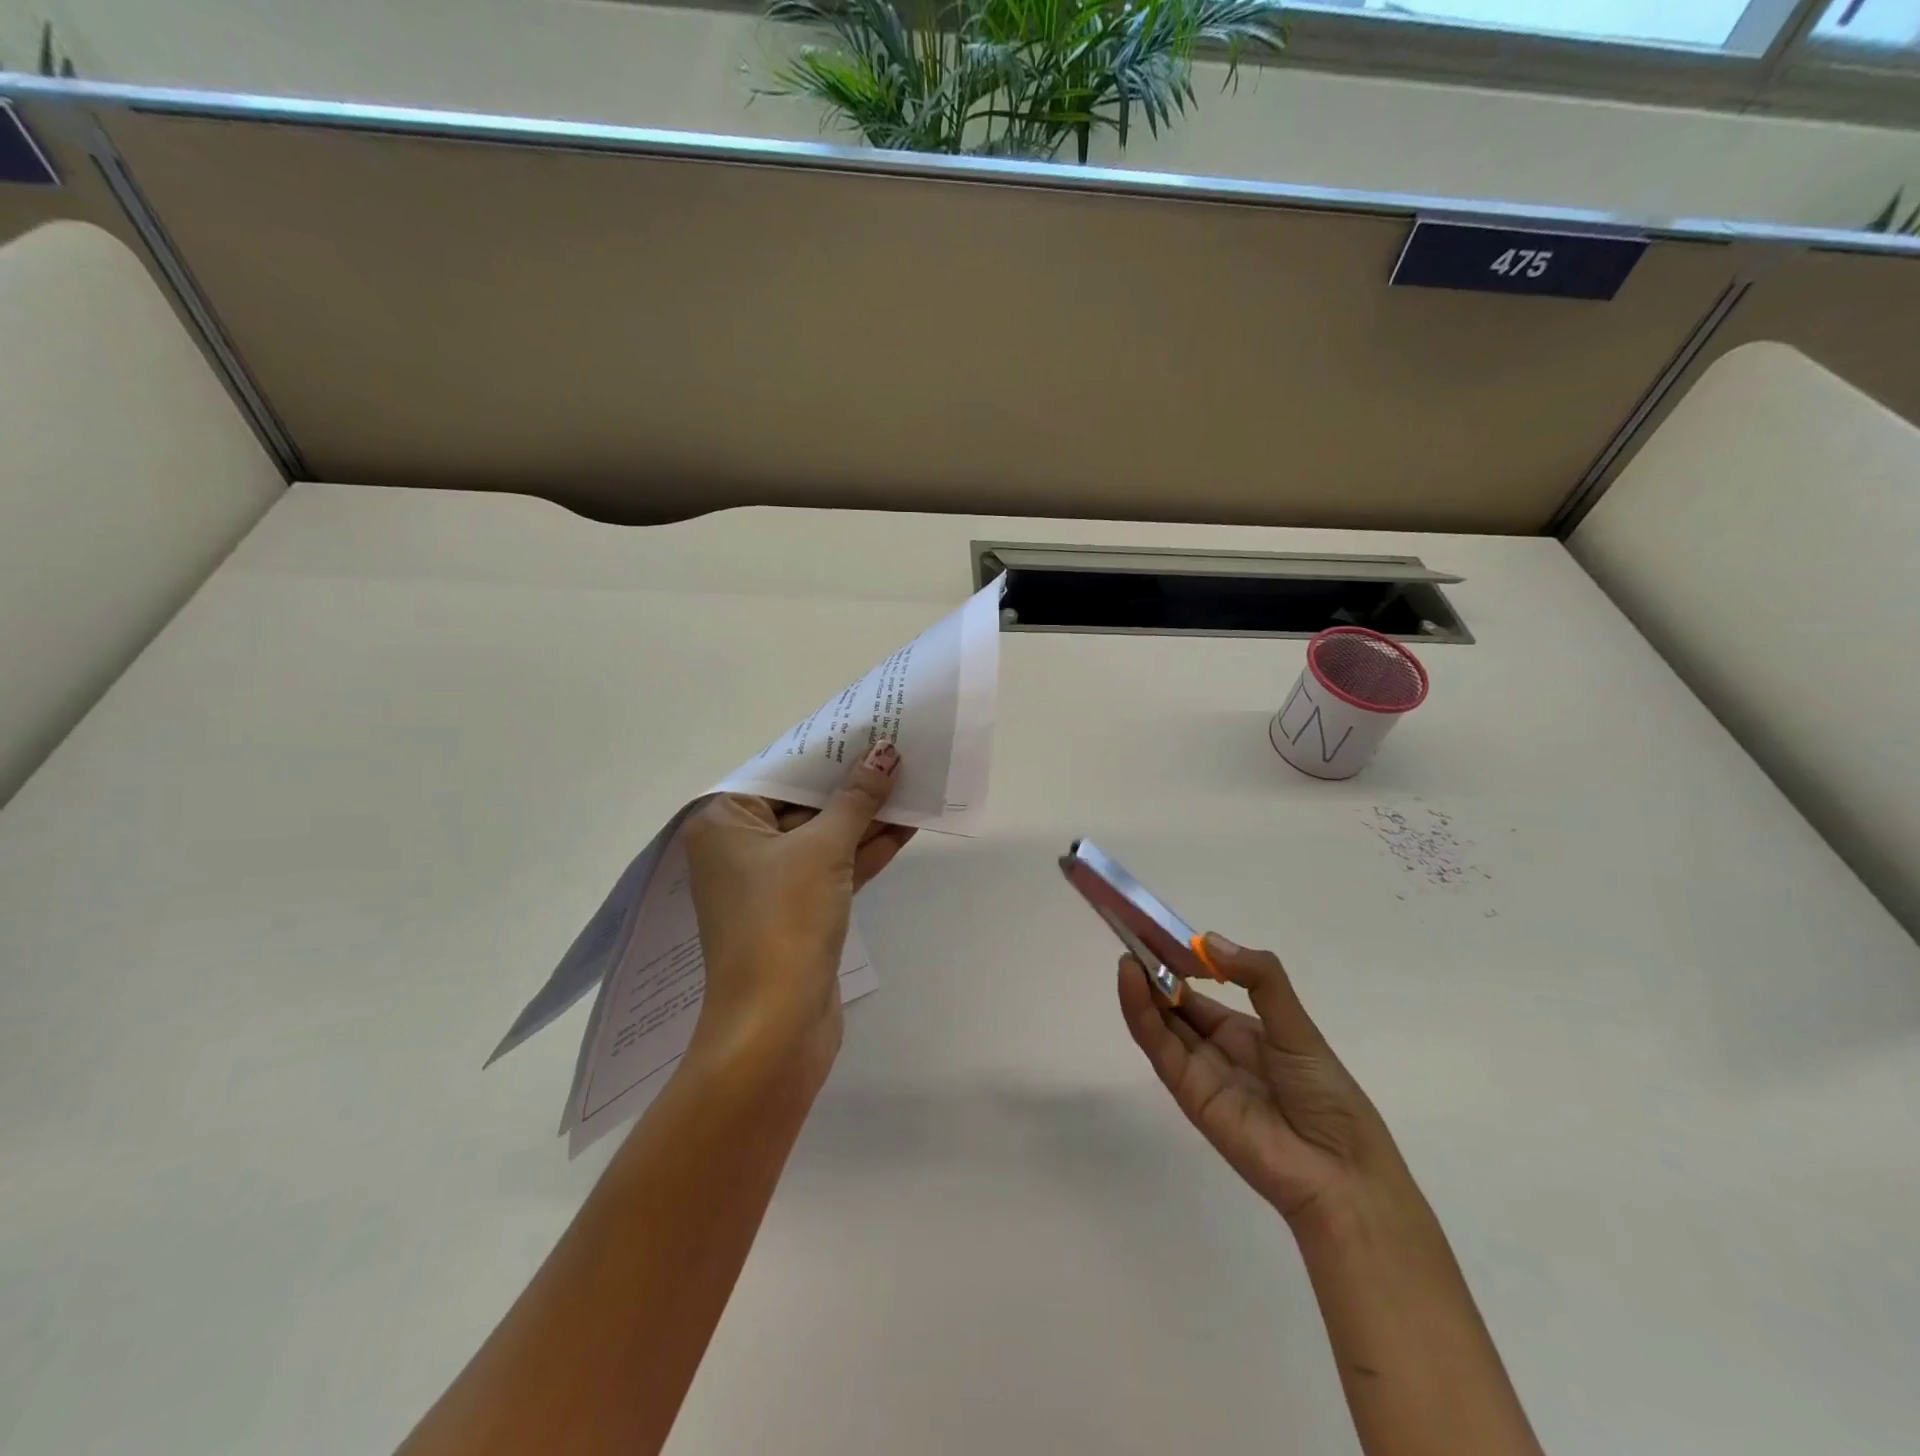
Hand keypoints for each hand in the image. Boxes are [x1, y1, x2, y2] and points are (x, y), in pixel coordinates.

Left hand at [684, 743, 911, 1082]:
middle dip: (852, 783)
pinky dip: (866, 850)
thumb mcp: (822, 848)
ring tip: (913, 782)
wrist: (776, 1026)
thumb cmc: (783, 920)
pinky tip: (907, 826)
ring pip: (824, 836)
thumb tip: (884, 753)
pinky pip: (834, 867)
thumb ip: (855, 799)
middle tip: (898, 751)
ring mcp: (770, 882)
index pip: (779, 773)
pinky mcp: (799, 911)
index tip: (866, 728)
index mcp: (724, 823)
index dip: (826, 751)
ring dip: (866, 816)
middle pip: (803, 802)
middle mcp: (740, 848)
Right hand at [1118, 936, 1410, 1229]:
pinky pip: (1159, 1048)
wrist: (1341, 1171)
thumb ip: (1260, 979)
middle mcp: (1215, 1049)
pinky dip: (1140, 1014)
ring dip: (1139, 988)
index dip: (1177, 964)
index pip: (1198, 992)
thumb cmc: (1326, 1094)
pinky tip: (1132, 981)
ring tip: (1127, 954)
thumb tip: (1208, 940)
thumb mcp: (1297, 1025)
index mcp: (1243, 1032)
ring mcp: (1198, 1071)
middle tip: (1130, 934)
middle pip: (1172, 1006)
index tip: (1156, 932)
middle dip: (1151, 972)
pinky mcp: (1187, 1092)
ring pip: (1159, 1023)